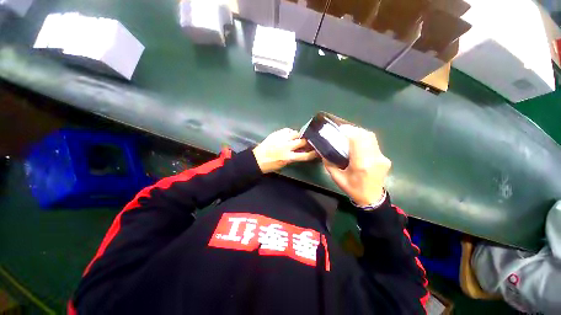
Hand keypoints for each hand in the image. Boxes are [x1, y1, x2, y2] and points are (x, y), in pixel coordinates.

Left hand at [253, 128, 317, 172]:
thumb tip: (301, 152)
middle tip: (309, 142)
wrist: (257, 159)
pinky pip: (287, 130)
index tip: (317, 151)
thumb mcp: (284, 164)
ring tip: (298, 137)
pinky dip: (290, 132)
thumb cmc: (271, 165)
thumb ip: (293, 157)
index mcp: (288, 157)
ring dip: (299, 136)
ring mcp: (281, 138)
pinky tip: (290, 134)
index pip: (304, 155)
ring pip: (296, 133)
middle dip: (307, 142)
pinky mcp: (276, 133)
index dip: (313, 153)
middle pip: (302, 141)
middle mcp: (286, 147)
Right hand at [323, 125, 390, 206]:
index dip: (350, 131)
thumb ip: (329, 164)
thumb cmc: (353, 189)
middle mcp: (374, 158)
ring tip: (350, 135)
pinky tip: (358, 143)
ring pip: (372, 138)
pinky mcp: (385, 158)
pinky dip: (365, 139)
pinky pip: (374, 144)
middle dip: (354, 130)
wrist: (372, 199)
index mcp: (361, 164)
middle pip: (366, 135)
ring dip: (360, 133)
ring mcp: (381, 158)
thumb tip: (324, 152)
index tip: (341, 128)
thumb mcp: (337, 178)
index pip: (358, 140)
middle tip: (344, 130)